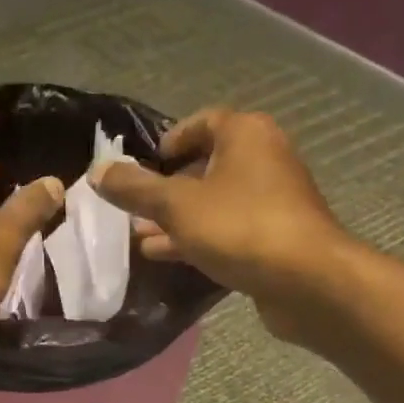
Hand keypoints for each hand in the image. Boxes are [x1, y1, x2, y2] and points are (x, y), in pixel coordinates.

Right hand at [91, 109, 353, 338]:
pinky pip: (226, 229)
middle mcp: (263, 159)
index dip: (171, 139)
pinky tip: (166, 256)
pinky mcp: (273, 237)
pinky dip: (197, 238)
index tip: (146, 163)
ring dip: (178, 218)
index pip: (203, 122)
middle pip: (207, 164)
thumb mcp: (177, 206)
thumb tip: (97, 172)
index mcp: (245, 135)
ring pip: (214, 202)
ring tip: (139, 237)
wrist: (306, 280)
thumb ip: (135, 189)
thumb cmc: (240, 227)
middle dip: (168, 187)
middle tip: (134, 206)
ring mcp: (271, 201)